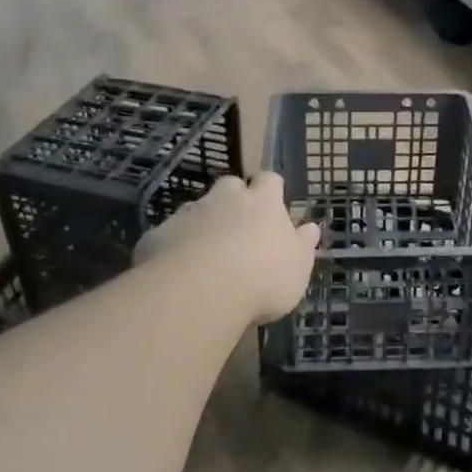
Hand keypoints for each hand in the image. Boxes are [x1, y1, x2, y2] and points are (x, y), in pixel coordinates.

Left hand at [135, 172, 319, 325]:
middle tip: (239, 226)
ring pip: (197, 208)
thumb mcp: (298, 268)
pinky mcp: (159, 234)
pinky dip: (176, 246)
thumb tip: (312, 228)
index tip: (274, 202)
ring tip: (207, 254)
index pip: (270, 180)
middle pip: (230, 185)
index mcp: (263, 202)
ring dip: (203, 223)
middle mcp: (225, 199)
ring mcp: (189, 213)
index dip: (271, 189)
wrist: (201, 291)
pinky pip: (170, 235)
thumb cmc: (264, 278)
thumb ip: (303, 246)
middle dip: (234, 198)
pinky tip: (179, 271)